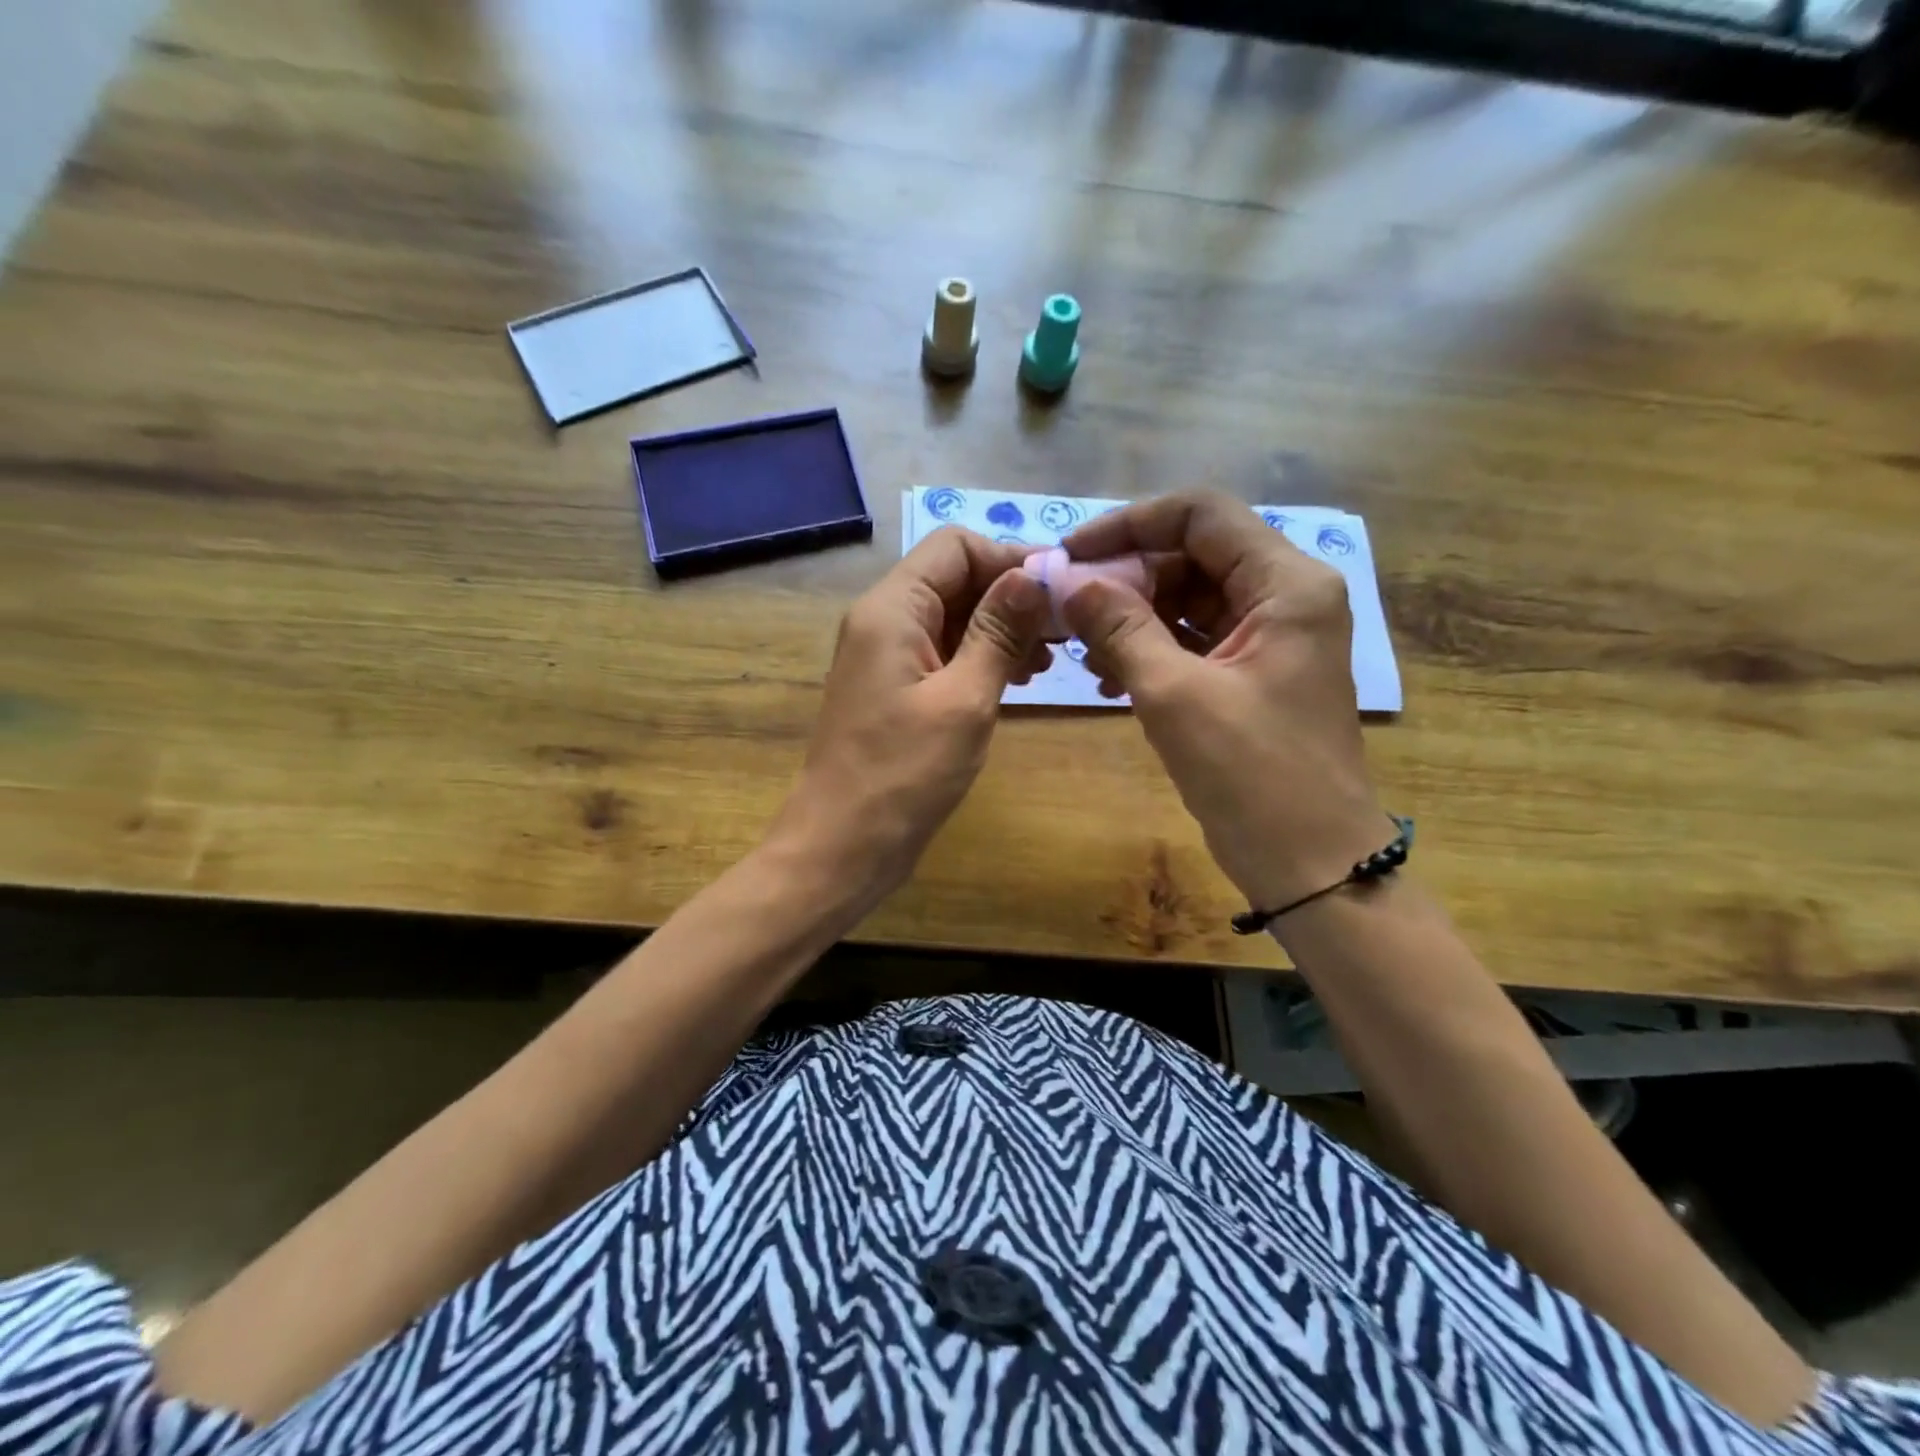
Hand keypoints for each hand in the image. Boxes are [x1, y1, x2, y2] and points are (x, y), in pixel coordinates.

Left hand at [772, 527, 1050, 905]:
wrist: (843, 846)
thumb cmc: (904, 774)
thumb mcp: (964, 700)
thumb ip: (999, 632)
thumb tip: (1032, 575)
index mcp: (892, 609)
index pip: (955, 547)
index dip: (1011, 559)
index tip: (1061, 593)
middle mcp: (883, 620)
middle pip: (955, 578)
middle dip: (1011, 597)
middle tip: (1064, 634)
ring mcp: (887, 656)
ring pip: (953, 617)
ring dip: (1001, 630)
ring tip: (1046, 664)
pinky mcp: (895, 689)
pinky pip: (943, 653)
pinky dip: (980, 658)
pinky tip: (1015, 682)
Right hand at [1059, 491, 1387, 913]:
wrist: (1311, 864)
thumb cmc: (1252, 776)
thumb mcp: (1175, 695)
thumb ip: (1120, 628)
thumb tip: (1068, 582)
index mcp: (1286, 584)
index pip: (1201, 514)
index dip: (1129, 524)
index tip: (1071, 555)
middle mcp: (1285, 596)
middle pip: (1192, 554)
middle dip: (1126, 576)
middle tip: (1068, 610)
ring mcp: (1270, 636)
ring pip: (1188, 598)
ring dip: (1132, 615)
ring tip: (1081, 648)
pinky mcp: (1252, 672)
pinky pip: (1193, 639)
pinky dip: (1150, 647)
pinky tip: (1108, 675)